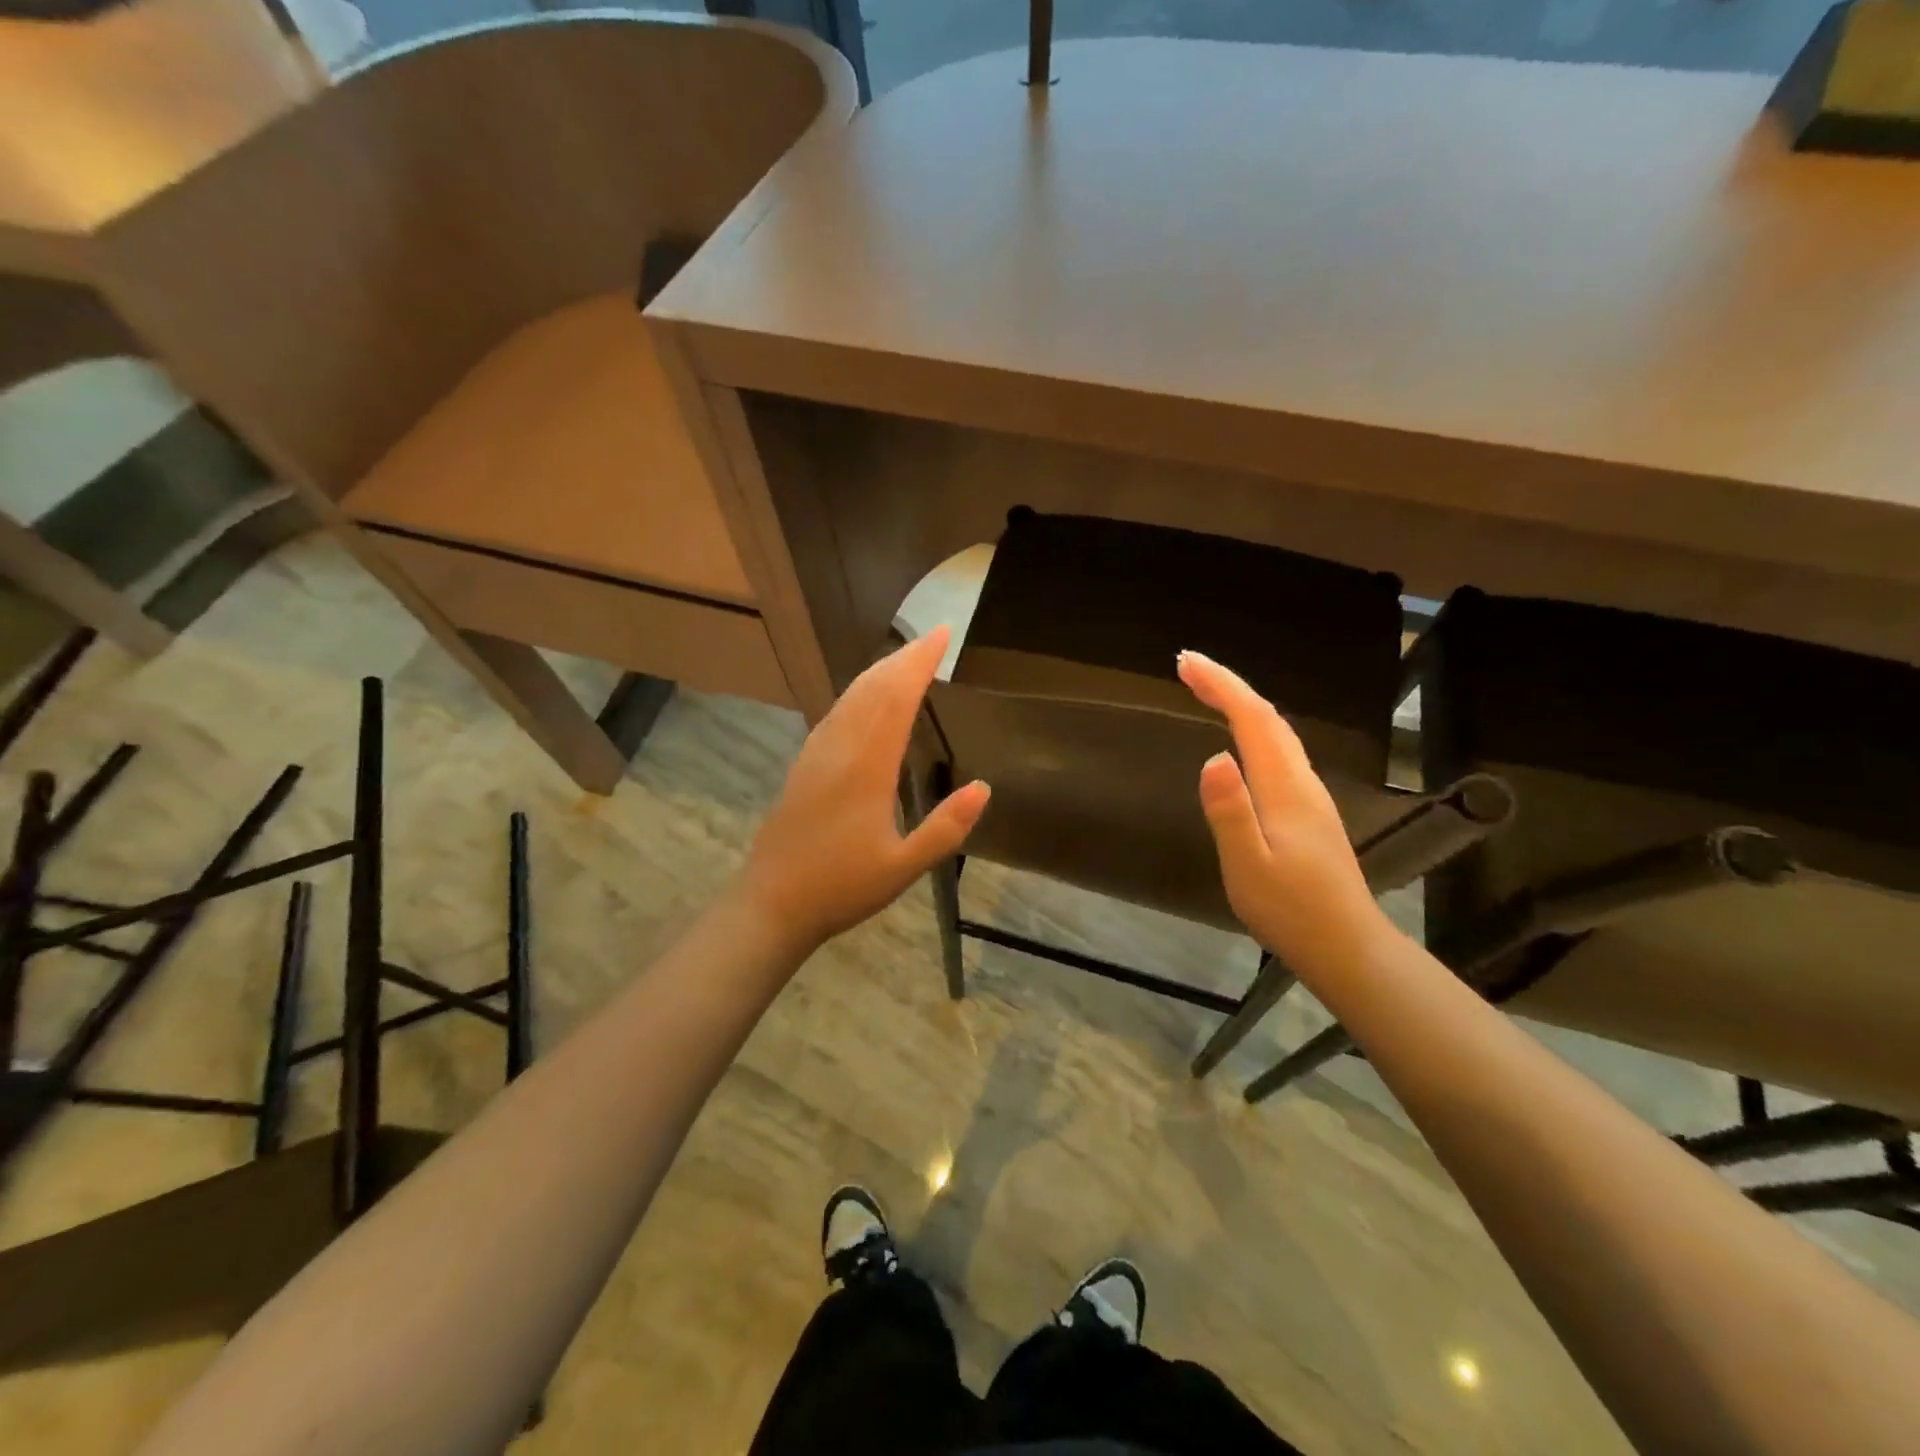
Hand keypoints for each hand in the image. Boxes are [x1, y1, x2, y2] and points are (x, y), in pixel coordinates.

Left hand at [740, 628, 989, 954]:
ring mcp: (816, 755)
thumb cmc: (841, 887)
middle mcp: (840, 749)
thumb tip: (984, 787)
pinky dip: (857, 693)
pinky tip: (863, 700)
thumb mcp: (903, 867)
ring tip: (903, 659)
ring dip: (878, 672)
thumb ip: (945, 828)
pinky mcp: (803, 766)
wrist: (771, 903)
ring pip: (850, 698)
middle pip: (872, 689)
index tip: (941, 635)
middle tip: (930, 638)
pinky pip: (834, 714)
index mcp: (867, 767)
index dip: (919, 663)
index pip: (897, 699)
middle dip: (902, 659)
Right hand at [1178, 649, 1393, 976]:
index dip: (1220, 685)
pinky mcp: (1310, 812)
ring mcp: (1310, 796)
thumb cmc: (1291, 910)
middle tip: (1188, 667)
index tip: (1185, 663)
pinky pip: (1279, 752)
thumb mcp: (1248, 865)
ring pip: (1277, 733)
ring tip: (1208, 692)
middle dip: (1228, 685)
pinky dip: (1254, 729)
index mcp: (1284, 788)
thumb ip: (1230, 811)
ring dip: (1242, 705)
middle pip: (1267, 718)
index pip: (1252, 720)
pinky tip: (1242, 740)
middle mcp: (1302, 781)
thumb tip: (1211, 757)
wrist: (1347, 946)